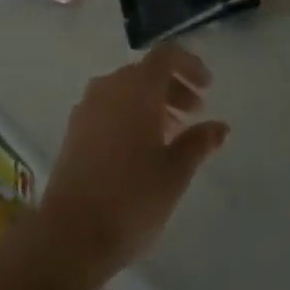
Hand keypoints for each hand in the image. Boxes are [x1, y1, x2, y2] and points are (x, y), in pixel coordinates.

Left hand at [35, 43, 229, 279]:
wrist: (70, 235)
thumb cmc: (131, 198)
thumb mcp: (175, 172)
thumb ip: (199, 143)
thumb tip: (220, 127)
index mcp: (137, 87)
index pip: (166, 55)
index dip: (189, 65)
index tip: (207, 87)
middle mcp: (109, 86)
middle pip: (146, 72)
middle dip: (173, 87)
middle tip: (195, 113)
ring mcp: (87, 107)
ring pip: (125, 90)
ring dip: (151, 103)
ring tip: (171, 135)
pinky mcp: (73, 130)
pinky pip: (108, 107)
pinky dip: (129, 115)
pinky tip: (140, 149)